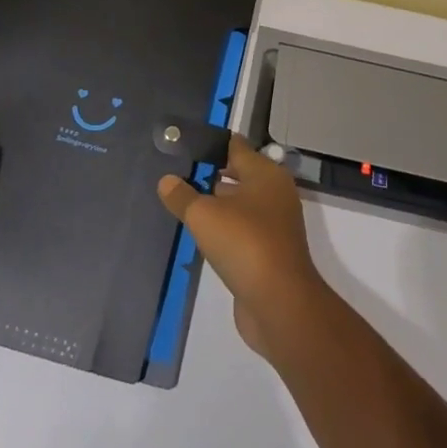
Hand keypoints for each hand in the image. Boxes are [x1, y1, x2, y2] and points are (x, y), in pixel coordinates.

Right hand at [158, 135, 330, 362]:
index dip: (212, 144)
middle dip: (213, 173)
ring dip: (218, 203)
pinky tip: (203, 235)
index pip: (236, 147)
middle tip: (181, 173)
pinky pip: (243, 230)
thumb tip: (166, 180)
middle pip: (241, 174)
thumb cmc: (244, 243)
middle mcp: (275, 193)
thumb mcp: (204, 215)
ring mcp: (275, 224)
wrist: (280, 303)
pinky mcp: (270, 252)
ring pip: (242, 204)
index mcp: (265, 174)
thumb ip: (183, 196)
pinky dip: (225, 229)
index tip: (186, 145)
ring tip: (186, 202)